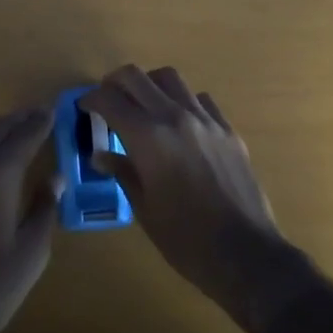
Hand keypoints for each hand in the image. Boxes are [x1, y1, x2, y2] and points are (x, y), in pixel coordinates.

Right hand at [83, 65, 312, 331]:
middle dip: (114, 82)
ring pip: (170, 78)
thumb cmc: (187, 240)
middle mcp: (175, 117)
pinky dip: (182, 101)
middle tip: (107, 99)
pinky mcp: (228, 129)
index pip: (110, 100)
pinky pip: (200, 99)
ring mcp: (205, 120)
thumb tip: (101, 155)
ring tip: (143, 104)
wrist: (246, 255)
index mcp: (149, 138)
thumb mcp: (145, 210)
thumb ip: (123, 173)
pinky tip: (180, 123)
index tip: (85, 107)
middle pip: (136, 76)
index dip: (92, 100)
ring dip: (149, 85)